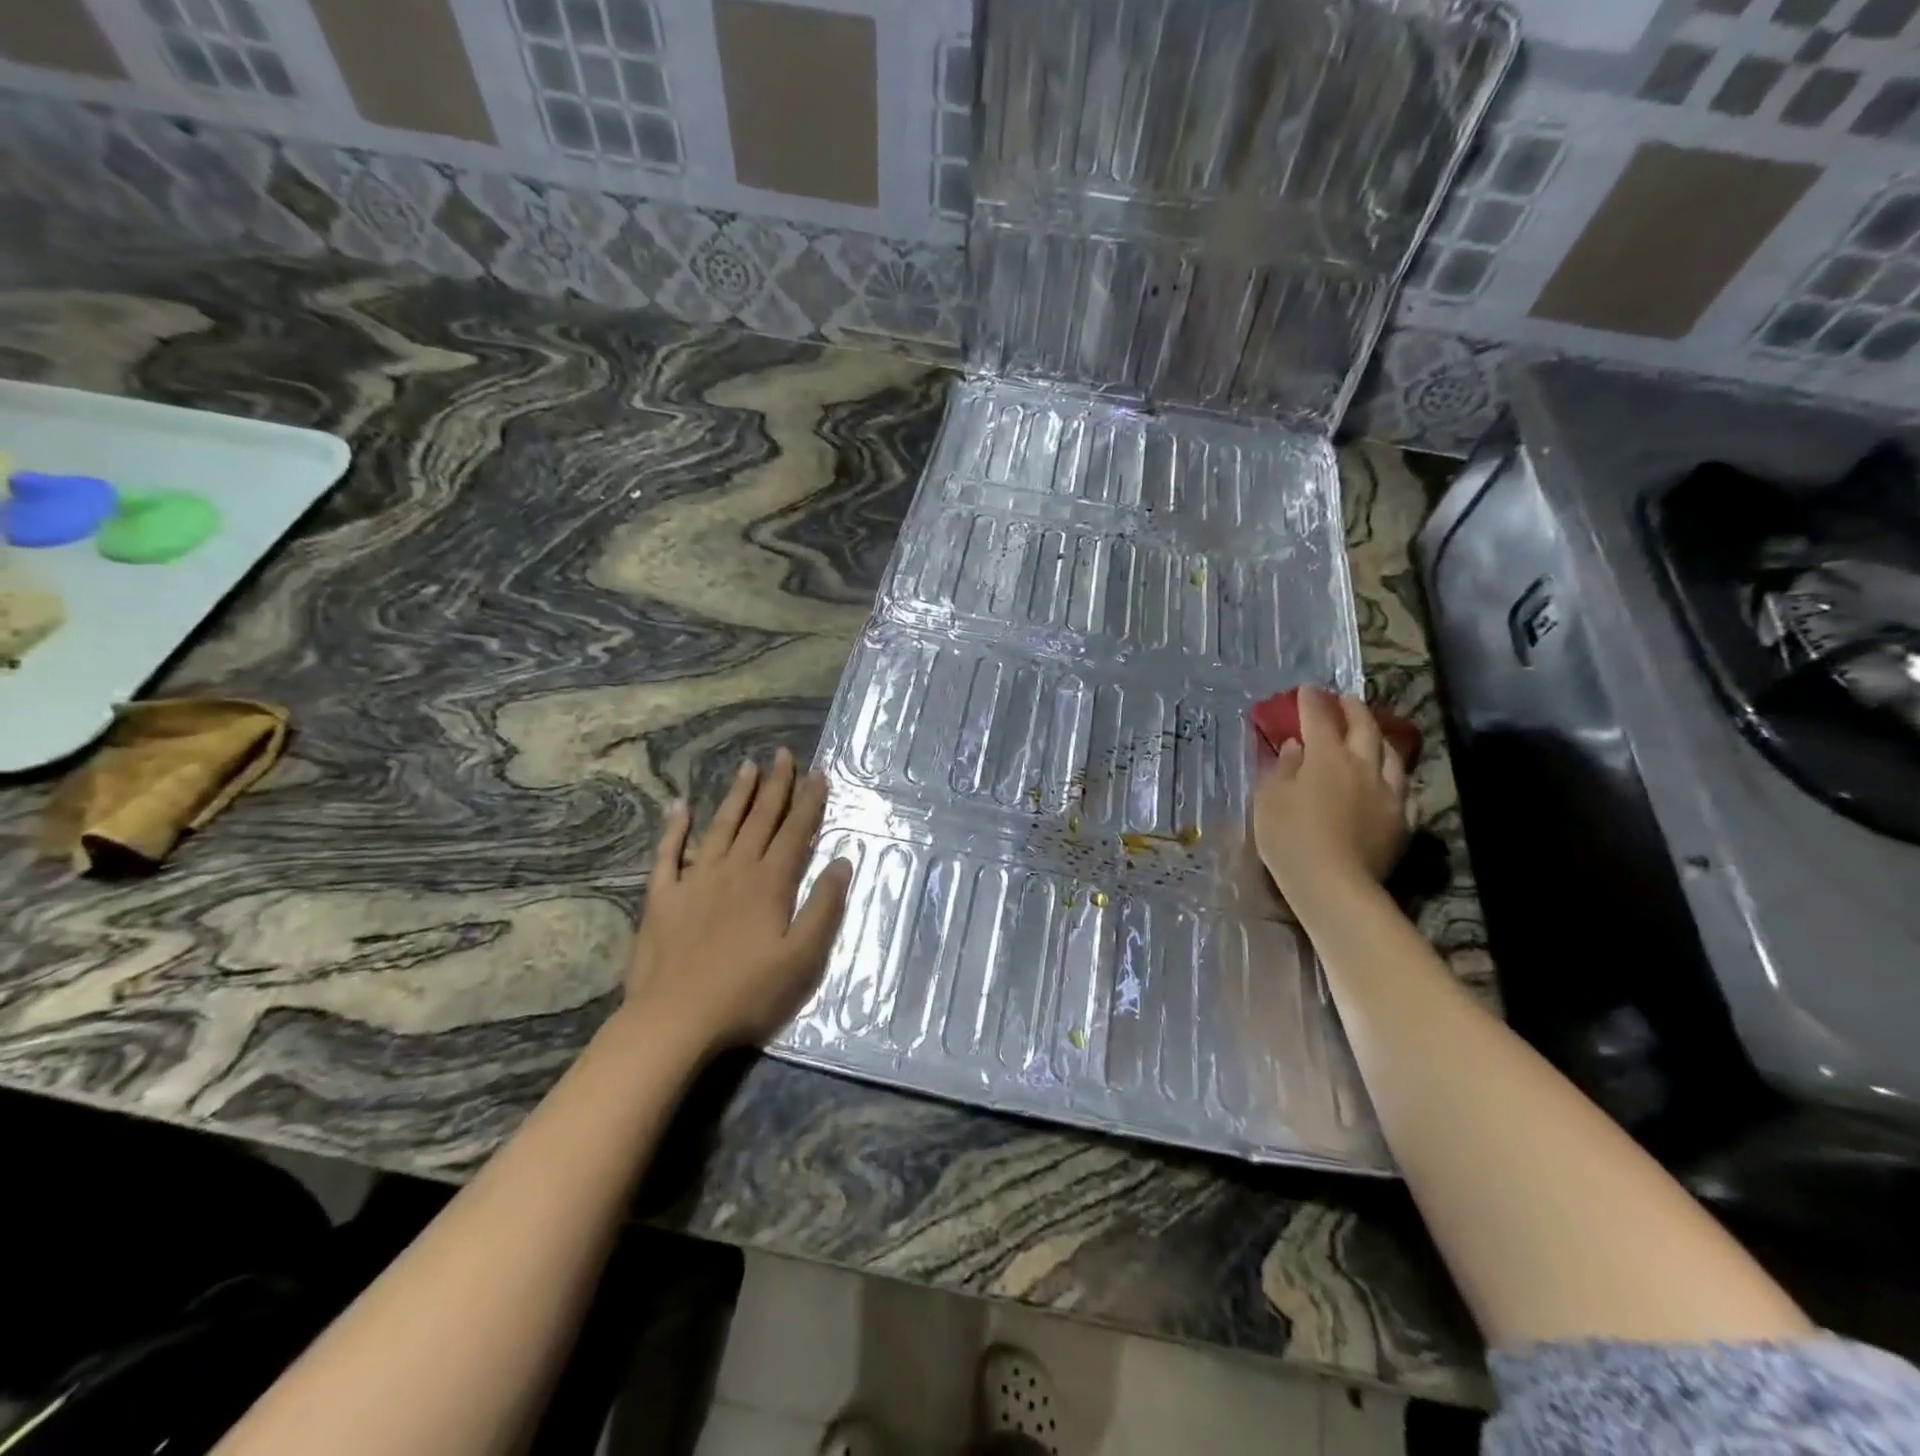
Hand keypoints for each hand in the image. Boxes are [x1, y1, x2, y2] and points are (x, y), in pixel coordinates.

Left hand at [624, 749, 852, 1052]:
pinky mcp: (662, 898)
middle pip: (760, 819)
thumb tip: (842, 863)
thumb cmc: (747, 994)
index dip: (809, 801)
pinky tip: (680, 806)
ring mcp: (695, 881)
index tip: (818, 772)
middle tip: (784, 753)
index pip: (796, 832)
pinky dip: (674, 828)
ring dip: (736, 796)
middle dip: (776, 785)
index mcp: (770, 883)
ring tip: (748, 767)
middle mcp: (735, 870)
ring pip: (720, 827)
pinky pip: (668, 854)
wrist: (673, 1021)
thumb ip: (824, 908)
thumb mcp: (803, 959)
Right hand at [1253, 686, 1409, 913]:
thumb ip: (1283, 768)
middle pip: (1363, 727)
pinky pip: (1402, 788)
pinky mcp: (1402, 819)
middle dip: (1352, 709)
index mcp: (1326, 757)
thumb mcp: (1270, 799)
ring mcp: (1388, 792)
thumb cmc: (1290, 838)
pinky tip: (1388, 778)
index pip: (1320, 718)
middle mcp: (1363, 766)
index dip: (1312, 701)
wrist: (1334, 884)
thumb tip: (1296, 746)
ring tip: (1370, 733)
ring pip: (1390, 754)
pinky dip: (1392, 775)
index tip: (1307, 689)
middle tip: (1343, 700)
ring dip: (1377, 737)